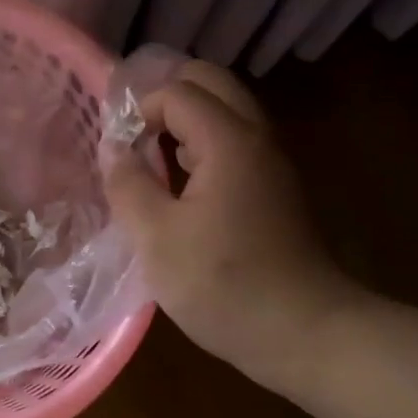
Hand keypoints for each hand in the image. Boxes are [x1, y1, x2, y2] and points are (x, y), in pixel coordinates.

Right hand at [104, 60, 365, 378]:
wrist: (302, 332)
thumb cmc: (222, 284)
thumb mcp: (156, 237)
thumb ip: (128, 184)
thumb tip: (114, 148)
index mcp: (229, 141)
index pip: (177, 92)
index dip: (138, 111)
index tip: (117, 151)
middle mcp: (257, 139)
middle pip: (211, 85)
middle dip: (166, 99)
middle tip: (132, 136)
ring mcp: (272, 164)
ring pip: (226, 114)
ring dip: (185, 123)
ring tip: (150, 160)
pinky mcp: (275, 191)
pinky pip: (235, 145)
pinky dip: (203, 147)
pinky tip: (181, 188)